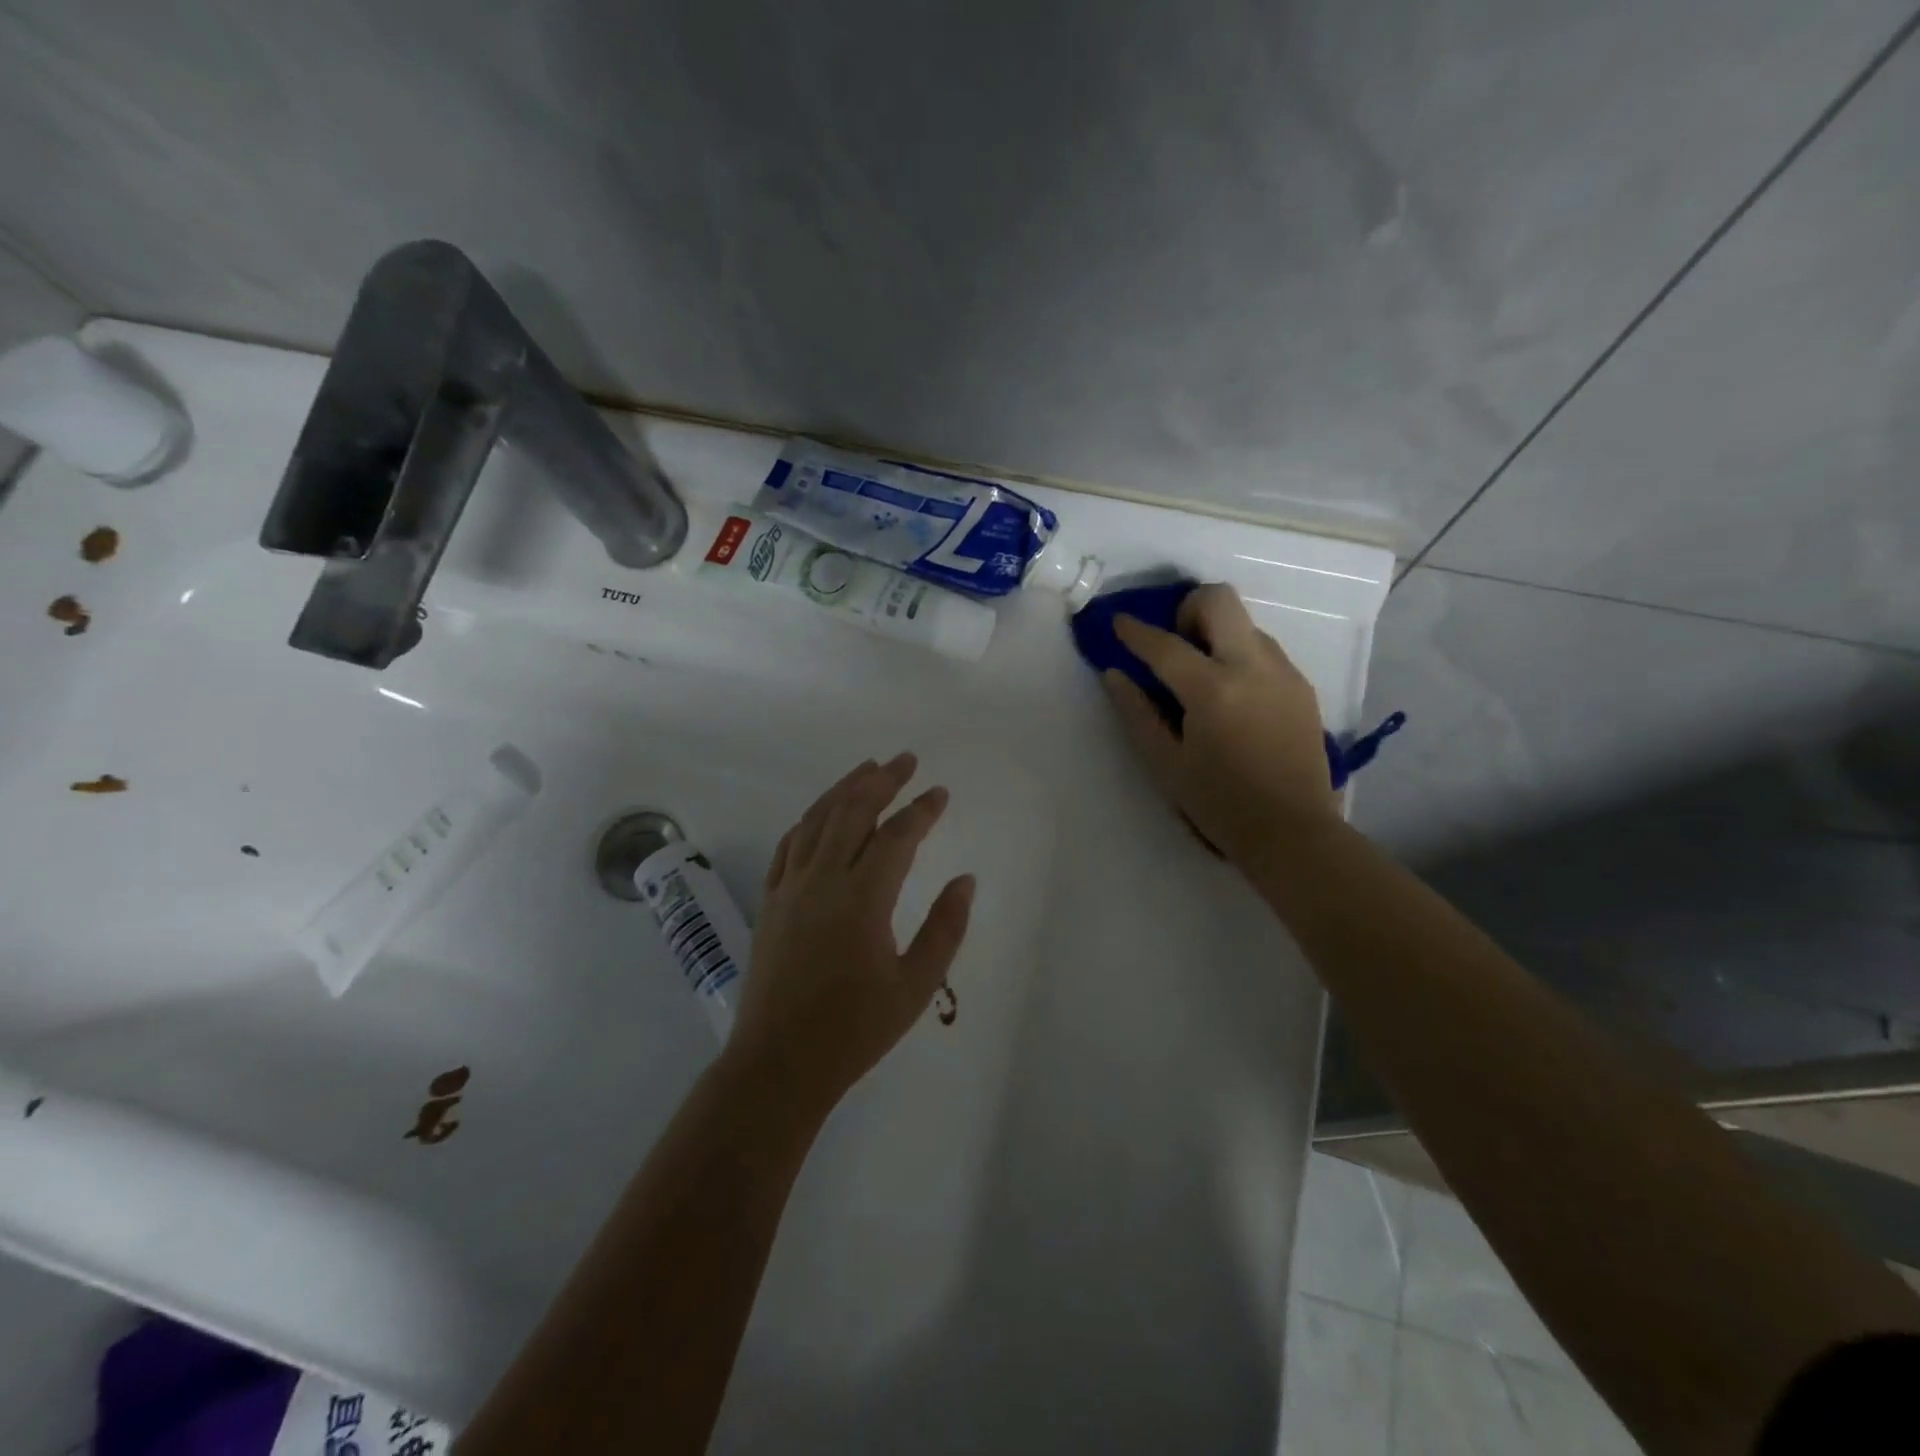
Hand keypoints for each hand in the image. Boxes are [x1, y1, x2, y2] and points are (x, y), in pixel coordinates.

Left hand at [726, 752, 974, 1112]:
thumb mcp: (915, 986)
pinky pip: (790, 844)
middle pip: (852, 812)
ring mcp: (790, 888)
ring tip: (868, 768)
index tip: (940, 793)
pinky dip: (810, 819)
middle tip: (905, 759)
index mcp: (862, 900)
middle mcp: (822, 881)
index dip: (921, 810)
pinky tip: (821, 813)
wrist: (779, 1063)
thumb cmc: (854, 1030)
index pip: (897, 837)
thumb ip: (945, 928)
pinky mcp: (770, 900)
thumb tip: (966, 880)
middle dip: (882, 780)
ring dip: (844, 788)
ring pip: (816, 820)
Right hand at [1105, 583, 1340, 868]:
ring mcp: (1283, 672)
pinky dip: (1239, 655)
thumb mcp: (1166, 764)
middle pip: (1220, 600)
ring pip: (1245, 623)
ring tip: (1203, 676)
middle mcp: (1252, 667)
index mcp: (1213, 690)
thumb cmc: (1219, 804)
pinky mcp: (1301, 685)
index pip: (1165, 645)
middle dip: (1188, 608)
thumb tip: (1114, 674)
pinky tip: (1233, 696)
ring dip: (1216, 633)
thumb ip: (1137, 713)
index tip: (1119, 622)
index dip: (1135, 631)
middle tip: (1175, 642)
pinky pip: (1264, 649)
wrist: (1293, 832)